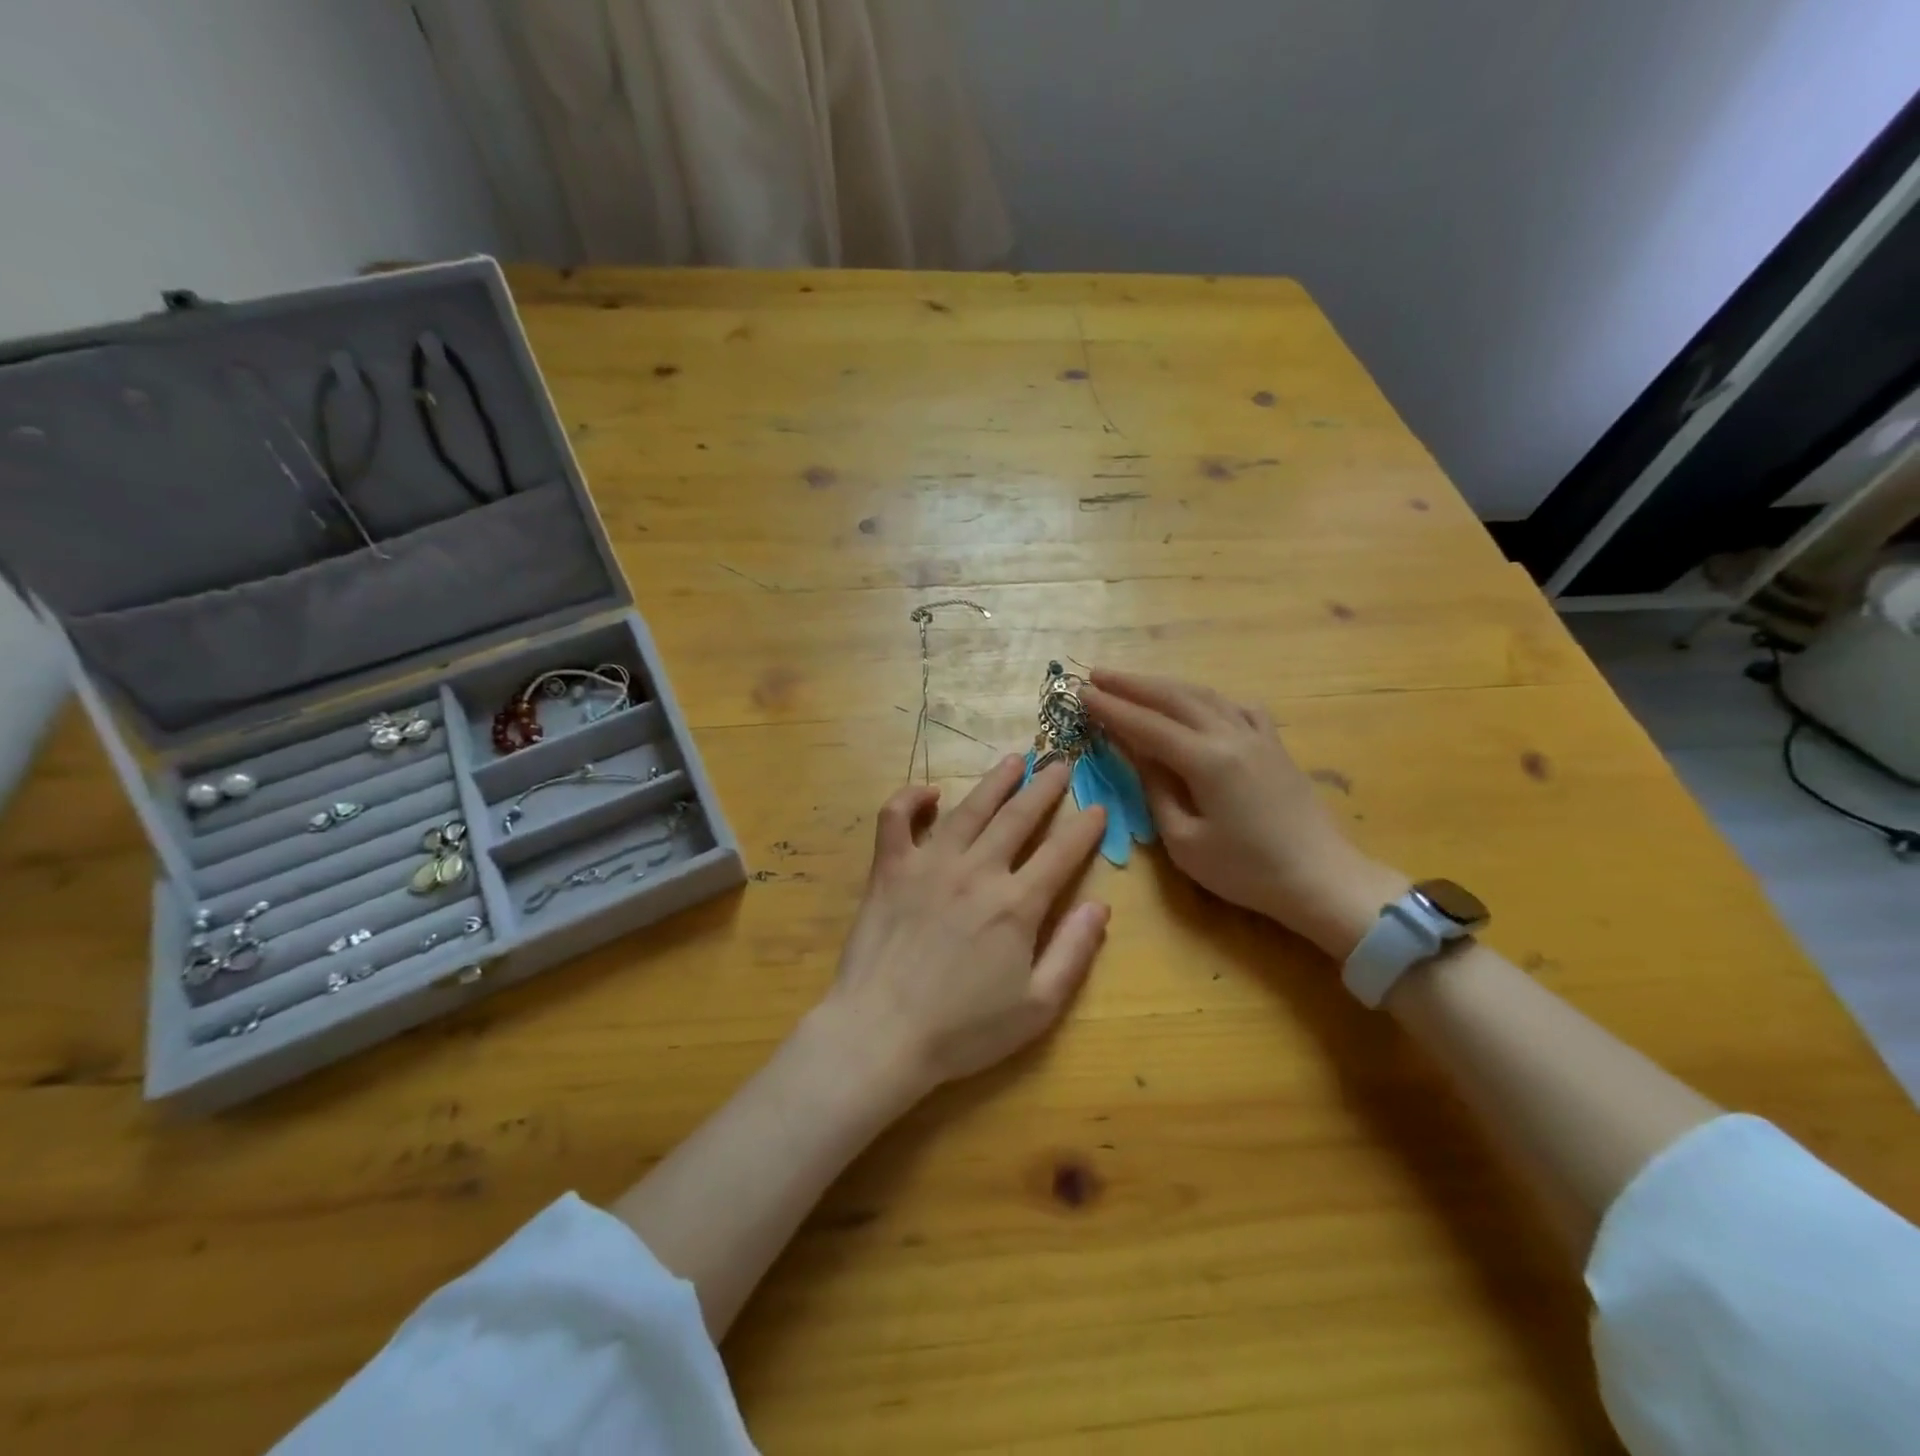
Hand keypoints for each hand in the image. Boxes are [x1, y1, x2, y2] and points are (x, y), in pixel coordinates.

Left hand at [814, 755, 1111, 1100]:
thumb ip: (1073, 953)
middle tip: (1061, 764)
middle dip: (1045, 788)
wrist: (882, 1034)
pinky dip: (910, 798)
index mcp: (1016, 905)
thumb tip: (1099, 906)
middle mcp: (977, 871)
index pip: (1061, 853)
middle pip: (1018, 817)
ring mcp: (929, 864)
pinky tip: (929, 793)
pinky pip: (896, 818)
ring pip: (969, 808)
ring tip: (1014, 759)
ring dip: (995, 781)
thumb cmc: (963, 1030)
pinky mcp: (890, 868)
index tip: (1098, 808)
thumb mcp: (1036, 1007)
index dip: (1084, 828)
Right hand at [1082, 669, 1405, 957]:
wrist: (1322, 879)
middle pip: (1173, 697)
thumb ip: (1157, 792)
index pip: (1147, 725)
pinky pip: (1237, 707)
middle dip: (1131, 684)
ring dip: (1164, 685)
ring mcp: (1258, 735)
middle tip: (1096, 675)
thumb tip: (1138, 755)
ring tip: (1134, 681)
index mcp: (1207, 760)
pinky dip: (1208, 698)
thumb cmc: (1247, 871)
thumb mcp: (1186, 842)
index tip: (1081, 693)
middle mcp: (1231, 735)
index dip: (1111, 708)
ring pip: (1204, 695)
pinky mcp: (1274, 745)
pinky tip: (1199, 703)